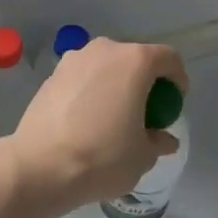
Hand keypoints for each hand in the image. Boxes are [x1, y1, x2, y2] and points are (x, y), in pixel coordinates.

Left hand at [4, 38, 187, 216]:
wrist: (40, 167)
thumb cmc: (102, 157)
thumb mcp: (143, 156)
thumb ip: (158, 141)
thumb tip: (163, 139)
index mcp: (135, 61)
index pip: (169, 59)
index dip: (177, 79)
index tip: (174, 103)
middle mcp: (105, 50)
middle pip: (135, 59)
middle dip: (145, 82)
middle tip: (145, 112)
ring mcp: (74, 59)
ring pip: (106, 67)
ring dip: (115, 85)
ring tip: (113, 117)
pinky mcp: (51, 75)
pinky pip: (82, 78)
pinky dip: (91, 92)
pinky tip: (86, 121)